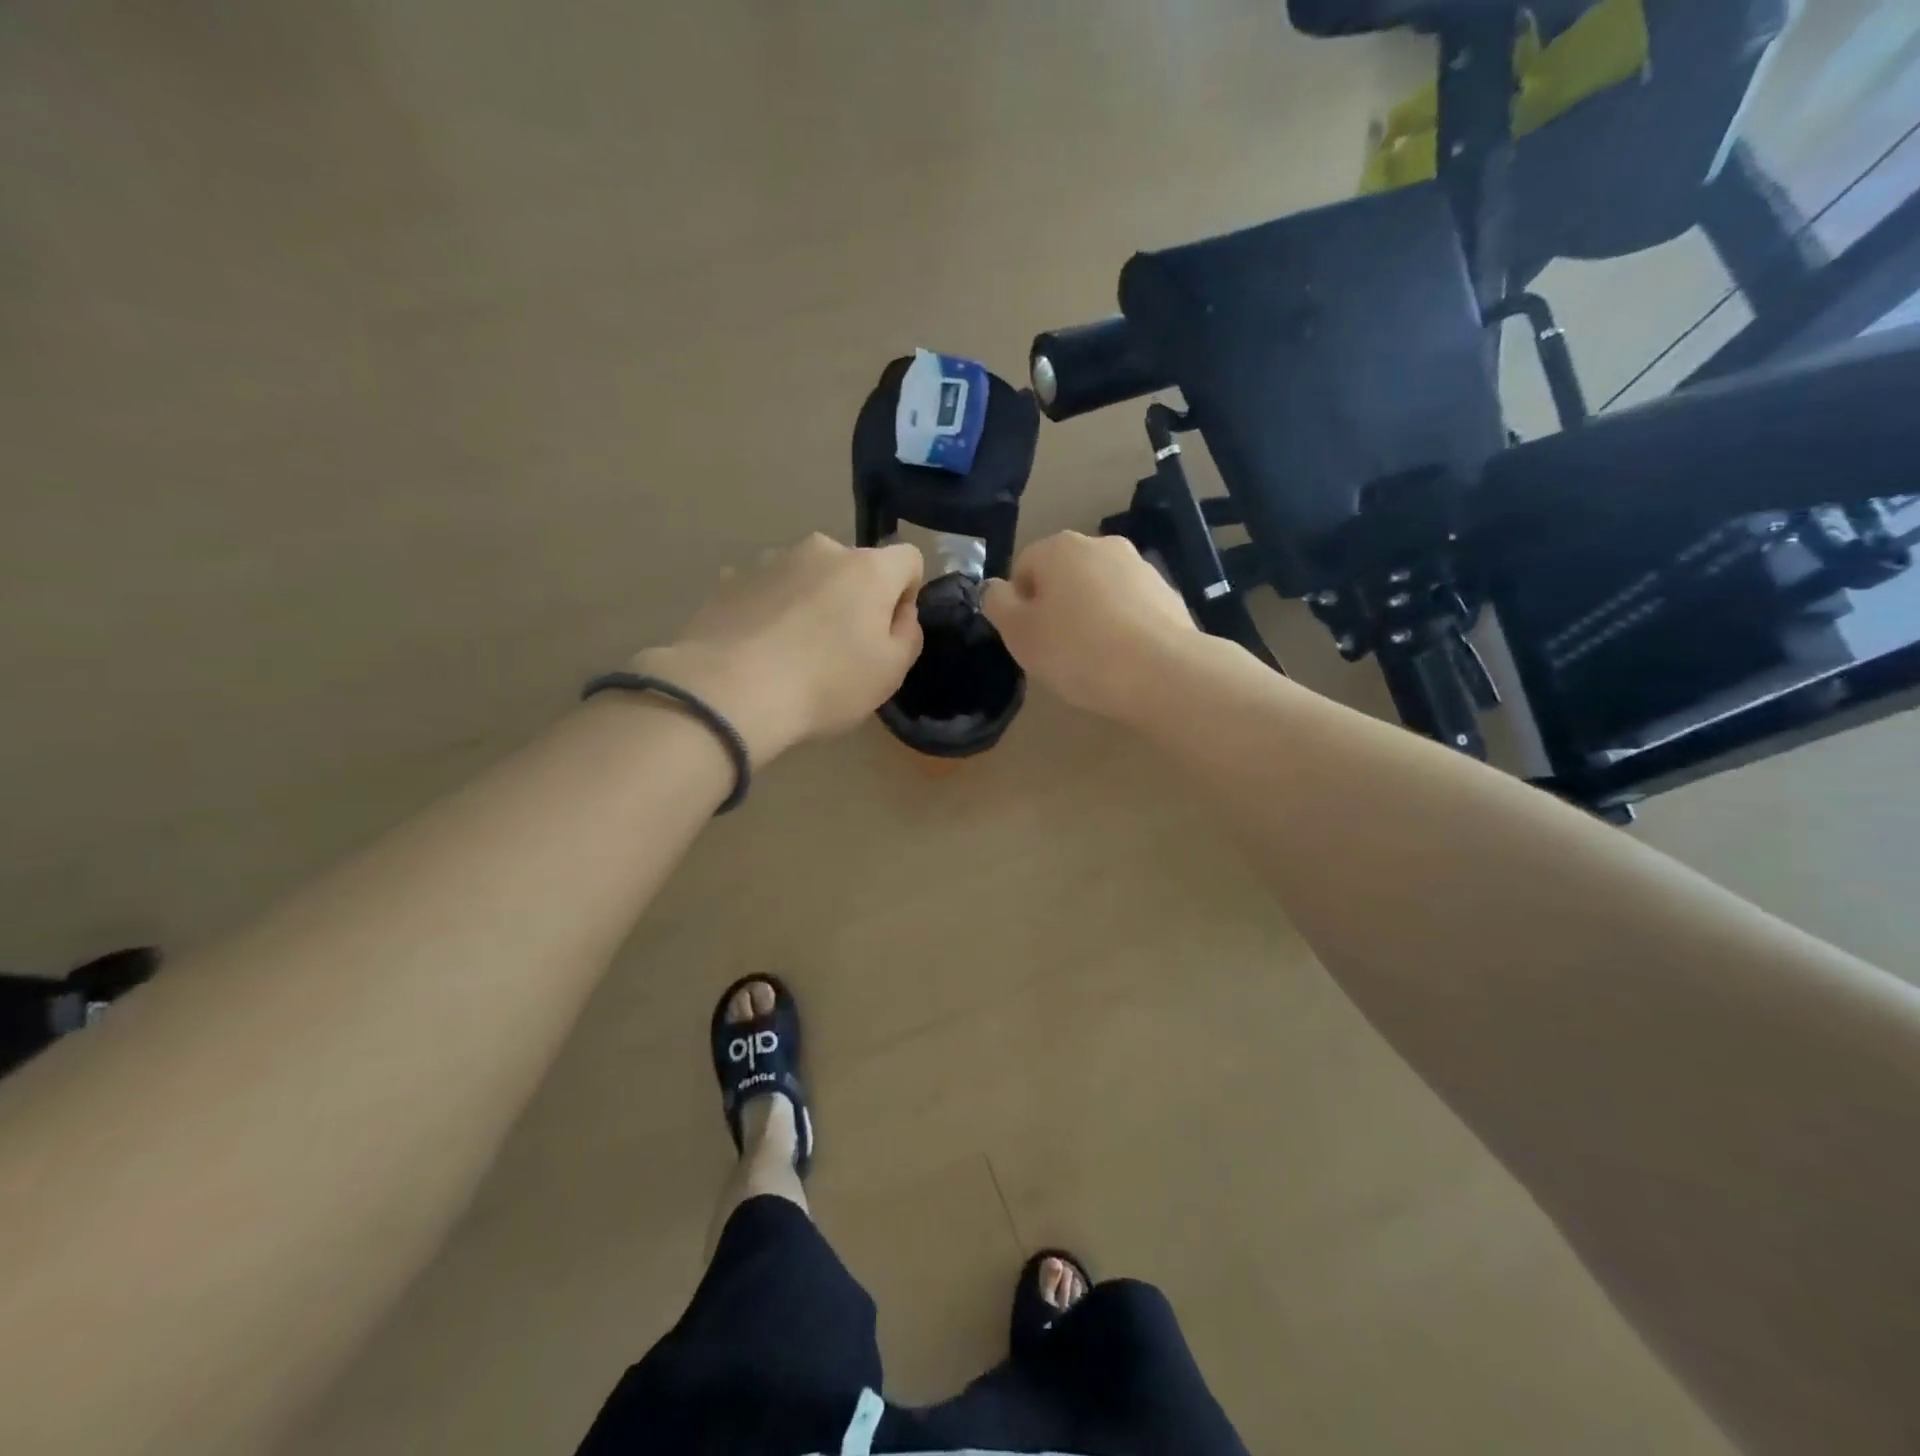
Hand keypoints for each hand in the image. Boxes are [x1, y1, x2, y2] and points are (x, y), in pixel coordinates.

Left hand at [633, 534, 924, 762]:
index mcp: (868, 569)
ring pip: (805, 576)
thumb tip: (899, 612)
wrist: (730, 692)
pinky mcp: (729, 580)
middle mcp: (821, 550)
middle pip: (853, 567)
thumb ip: (908, 634)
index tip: (889, 630)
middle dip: (853, 598)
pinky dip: (769, 611)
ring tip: (791, 652)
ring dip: (809, 602)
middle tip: (839, 648)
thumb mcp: (891, 672)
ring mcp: (770, 560)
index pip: (908, 558)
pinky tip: (757, 650)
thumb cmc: (826, 684)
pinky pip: (765, 591)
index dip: (907, 592)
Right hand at [982, 531, 1197, 721]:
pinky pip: (1129, 609)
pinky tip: (1123, 660)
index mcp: (1059, 547)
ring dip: (1090, 617)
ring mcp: (1140, 567)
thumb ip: (997, 604)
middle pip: (1063, 577)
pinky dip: (1121, 628)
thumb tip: (997, 588)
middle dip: (1056, 607)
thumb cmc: (1078, 651)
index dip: (1019, 606)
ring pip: (1098, 591)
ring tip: (1093, 660)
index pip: (1024, 568)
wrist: (1163, 672)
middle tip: (1057, 652)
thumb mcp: (1019, 633)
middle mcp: (1101, 544)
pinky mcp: (1168, 594)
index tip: (1029, 640)